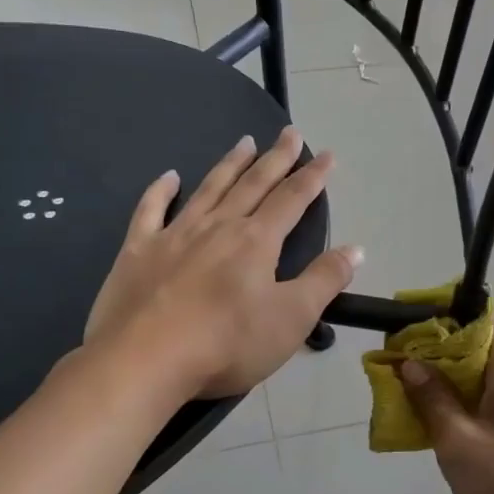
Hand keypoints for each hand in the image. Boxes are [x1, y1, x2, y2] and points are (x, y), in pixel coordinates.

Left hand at [84, 127, 361, 398]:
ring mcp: (174, 235)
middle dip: (275, 159)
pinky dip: (161, 191)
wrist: (146, 360)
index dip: (312, 178)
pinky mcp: (138, 251)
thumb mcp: (292, 318)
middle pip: (252, 185)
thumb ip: (325, 280)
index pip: (292, 200)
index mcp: (256, 242)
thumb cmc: (228, 344)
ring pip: (208, 190)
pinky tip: (169, 176)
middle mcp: (218, 227)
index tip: (327, 155)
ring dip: (229, 165)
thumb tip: (355, 249)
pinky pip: (150, 210)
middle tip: (289, 133)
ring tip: (244, 142)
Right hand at [399, 318, 493, 493]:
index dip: (446, 317)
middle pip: (479, 346)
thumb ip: (432, 399)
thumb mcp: (458, 440)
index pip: (482, 318)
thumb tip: (410, 363)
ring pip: (484, 375)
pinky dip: (467, 401)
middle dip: (439, 353)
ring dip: (451, 381)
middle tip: (402, 367)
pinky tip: (446, 424)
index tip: (412, 331)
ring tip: (416, 397)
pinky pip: (493, 398)